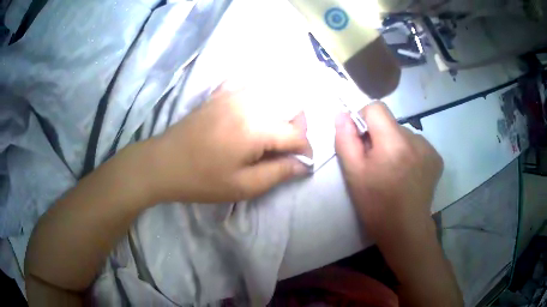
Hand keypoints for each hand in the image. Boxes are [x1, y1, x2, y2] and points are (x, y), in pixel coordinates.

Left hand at [146, 82, 311, 203]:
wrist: (163, 162)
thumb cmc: (202, 179)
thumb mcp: (243, 186)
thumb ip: (278, 173)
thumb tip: (304, 164)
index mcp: (256, 127)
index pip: (297, 134)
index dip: (304, 150)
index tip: (301, 164)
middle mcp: (249, 102)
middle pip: (290, 108)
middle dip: (296, 130)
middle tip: (284, 152)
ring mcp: (234, 92)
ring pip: (275, 94)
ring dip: (281, 114)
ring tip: (271, 136)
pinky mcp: (222, 92)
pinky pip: (253, 86)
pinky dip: (263, 97)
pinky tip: (255, 114)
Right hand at [334, 102, 442, 239]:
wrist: (405, 229)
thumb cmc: (376, 204)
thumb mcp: (353, 173)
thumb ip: (345, 140)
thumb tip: (342, 114)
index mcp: (393, 142)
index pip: (376, 108)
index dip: (364, 120)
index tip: (362, 142)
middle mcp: (415, 139)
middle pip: (391, 123)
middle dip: (380, 137)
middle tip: (377, 164)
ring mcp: (429, 149)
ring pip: (404, 134)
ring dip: (396, 145)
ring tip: (394, 171)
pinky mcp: (437, 158)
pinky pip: (417, 145)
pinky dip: (409, 153)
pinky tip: (408, 173)